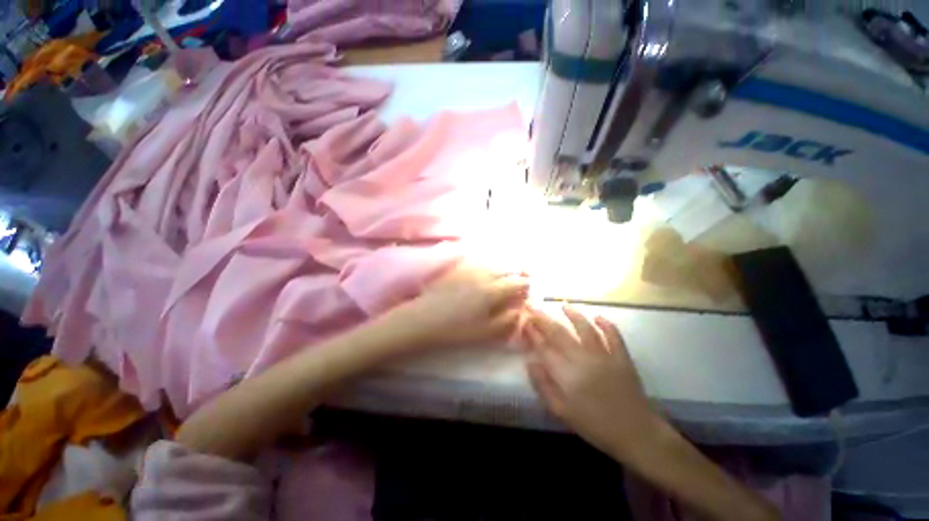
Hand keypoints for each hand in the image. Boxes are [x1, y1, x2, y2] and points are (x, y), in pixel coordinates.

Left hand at [402, 264, 528, 346]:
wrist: (424, 318)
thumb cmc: (456, 329)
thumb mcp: (485, 331)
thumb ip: (507, 320)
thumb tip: (521, 310)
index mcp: (492, 290)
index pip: (518, 281)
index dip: (526, 286)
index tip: (527, 293)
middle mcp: (483, 274)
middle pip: (507, 269)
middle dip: (516, 276)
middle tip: (516, 287)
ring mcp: (470, 269)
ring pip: (494, 264)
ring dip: (502, 271)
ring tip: (501, 282)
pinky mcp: (458, 268)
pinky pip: (479, 264)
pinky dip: (488, 268)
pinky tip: (483, 278)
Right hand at [525, 305, 662, 460]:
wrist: (635, 434)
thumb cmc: (594, 425)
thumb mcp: (561, 412)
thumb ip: (543, 386)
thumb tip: (530, 363)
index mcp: (566, 374)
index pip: (544, 347)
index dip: (532, 333)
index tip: (524, 321)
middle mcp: (582, 358)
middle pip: (559, 333)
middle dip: (543, 318)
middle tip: (533, 306)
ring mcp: (604, 355)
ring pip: (585, 328)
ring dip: (573, 314)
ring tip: (563, 304)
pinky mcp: (622, 357)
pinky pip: (613, 335)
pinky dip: (606, 324)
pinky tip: (598, 316)